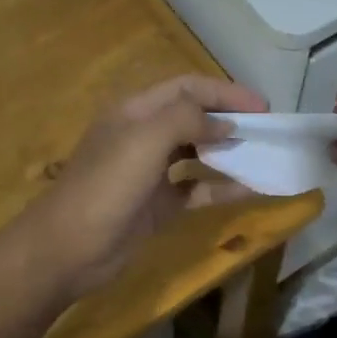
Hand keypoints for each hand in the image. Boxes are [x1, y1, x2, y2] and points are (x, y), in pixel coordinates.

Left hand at [19, 75, 264, 299]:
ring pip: (198, 154)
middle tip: (266, 131)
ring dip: (229, 152)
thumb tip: (225, 124)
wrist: (69, 249)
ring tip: (262, 156)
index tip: (263, 106)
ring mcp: (151, 172)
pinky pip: (197, 190)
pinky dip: (222, 188)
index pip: (187, 88)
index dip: (225, 92)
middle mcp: (144, 136)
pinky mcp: (159, 205)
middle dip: (229, 120)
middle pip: (194, 118)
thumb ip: (187, 120)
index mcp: (136, 111)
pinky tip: (249, 190)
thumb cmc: (106, 186)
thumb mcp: (145, 140)